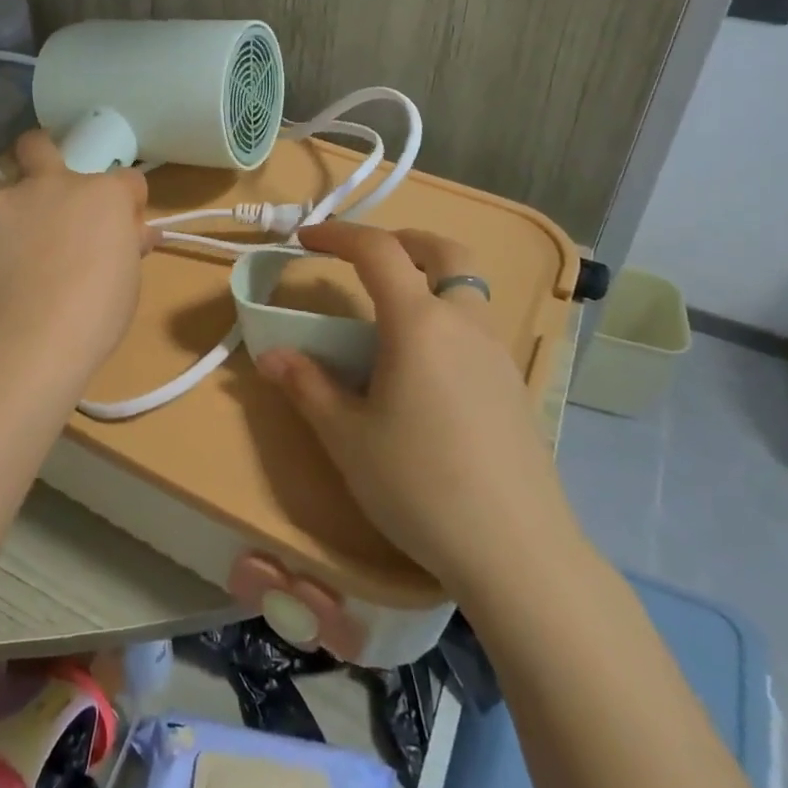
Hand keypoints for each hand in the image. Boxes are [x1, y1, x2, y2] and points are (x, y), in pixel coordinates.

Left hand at [0, 130, 158, 404]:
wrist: (27, 341)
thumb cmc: (94, 315)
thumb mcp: (127, 282)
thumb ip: (128, 245)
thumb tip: (139, 234)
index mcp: (102, 195)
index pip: (127, 179)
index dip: (127, 202)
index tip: (122, 227)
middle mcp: (53, 183)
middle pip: (41, 146)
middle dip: (42, 156)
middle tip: (43, 195)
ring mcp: (5, 199)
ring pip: (5, 192)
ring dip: (13, 214)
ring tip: (9, 258)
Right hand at [255, 222, 580, 590]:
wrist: (516, 552)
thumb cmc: (419, 485)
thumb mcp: (347, 437)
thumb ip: (307, 387)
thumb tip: (271, 355)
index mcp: (419, 323)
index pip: (378, 251)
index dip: (339, 234)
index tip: (306, 240)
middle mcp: (465, 323)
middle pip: (445, 251)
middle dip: (403, 240)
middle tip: (367, 257)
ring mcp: (497, 353)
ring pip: (468, 288)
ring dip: (429, 277)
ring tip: (390, 315)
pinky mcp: (513, 385)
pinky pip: (477, 327)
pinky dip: (446, 317)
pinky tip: (424, 369)